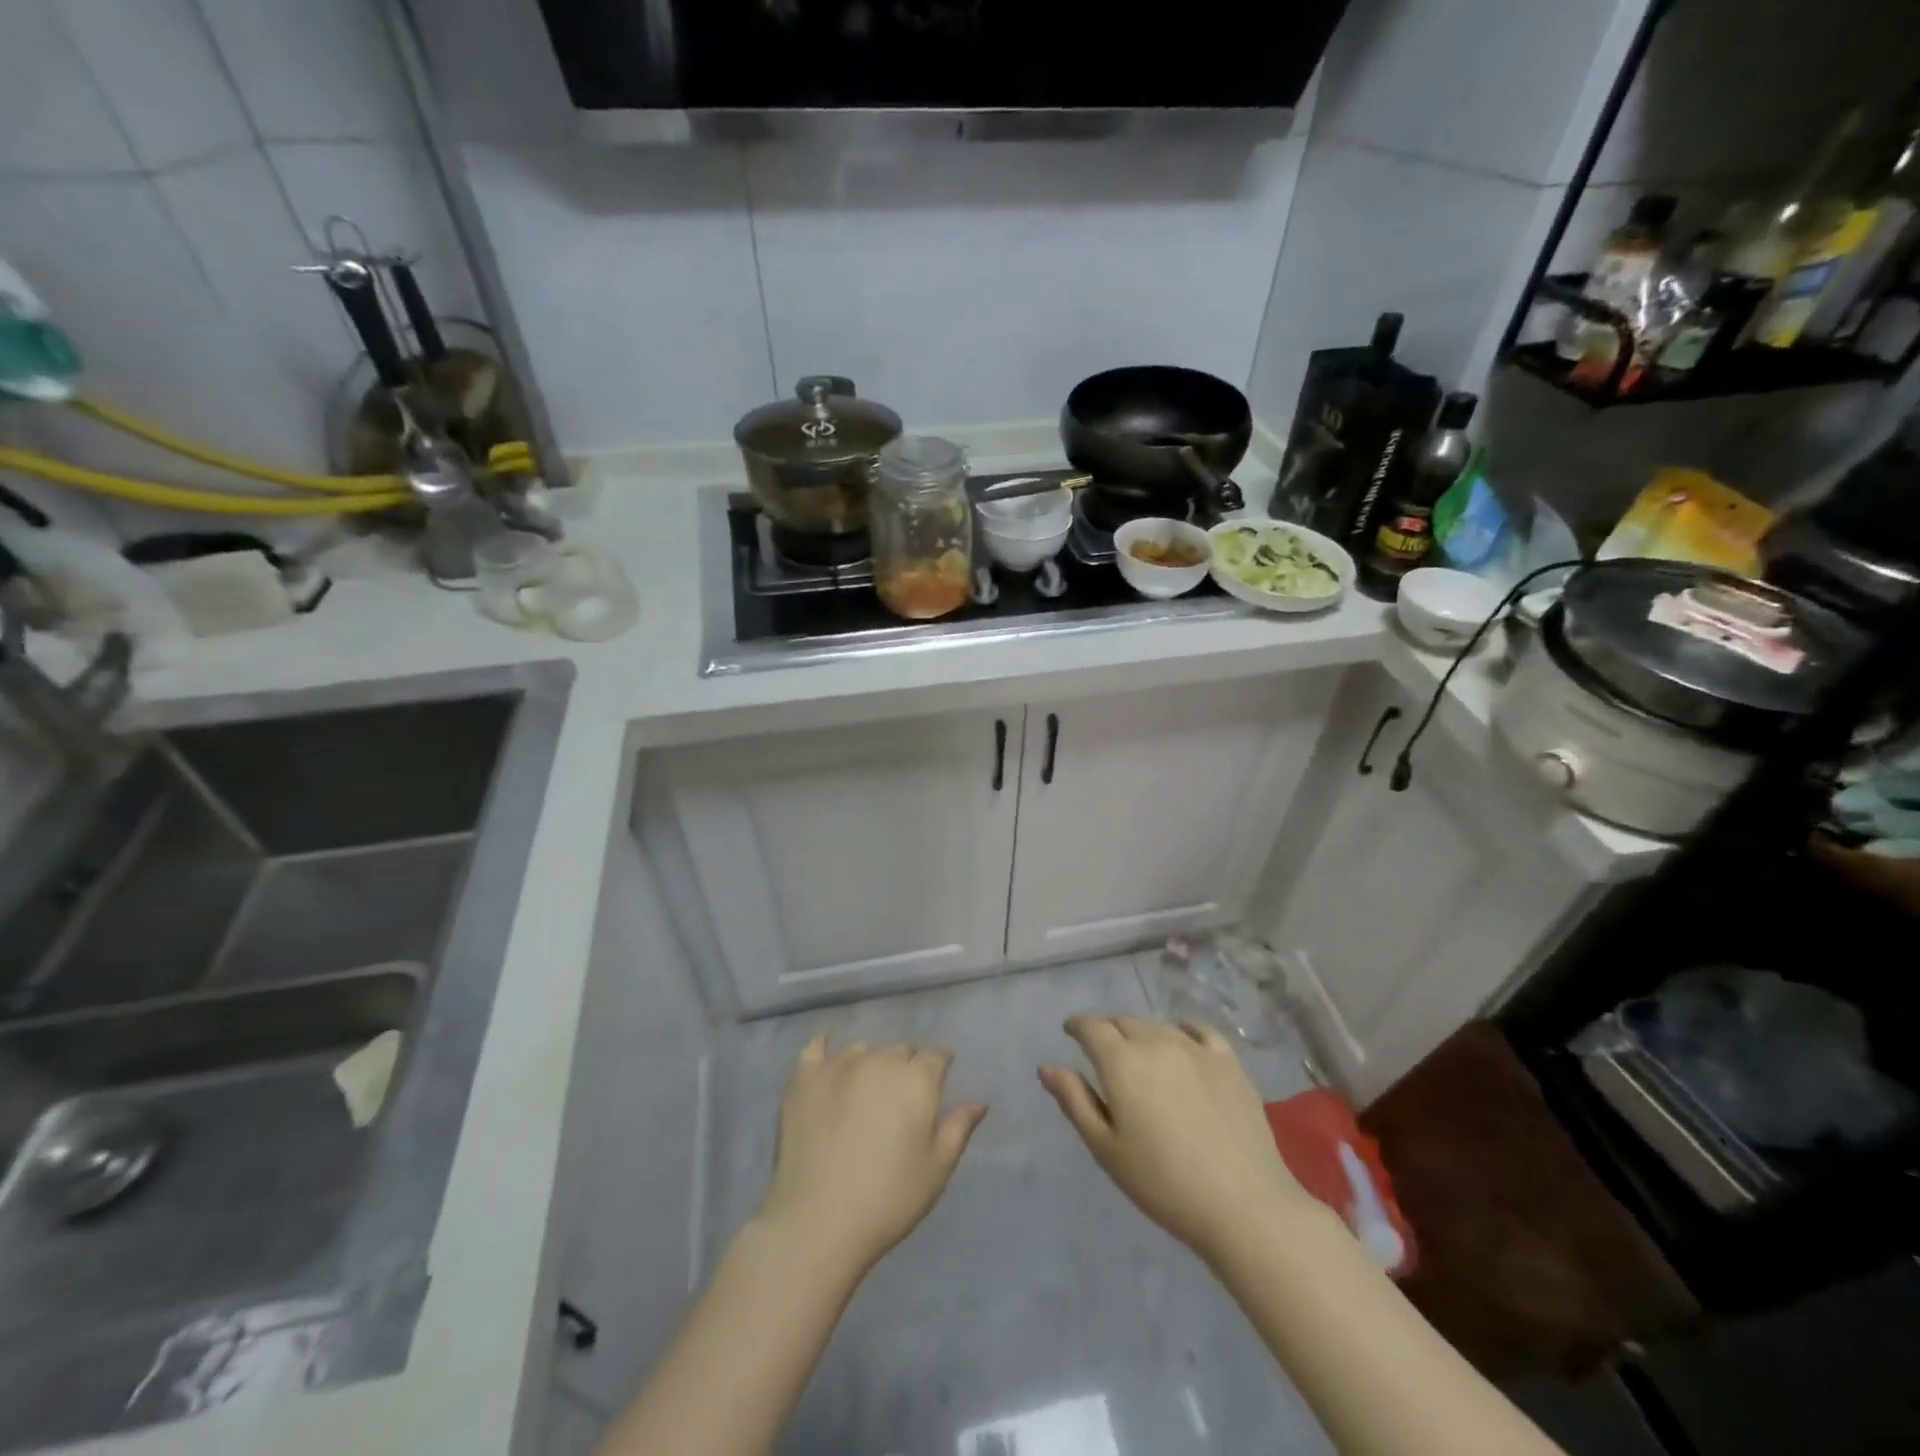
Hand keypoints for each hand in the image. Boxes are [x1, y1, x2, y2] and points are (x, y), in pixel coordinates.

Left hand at [757, 1033, 986, 1270]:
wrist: (818, 1221)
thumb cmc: (889, 1200)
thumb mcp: (937, 1169)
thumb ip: (959, 1128)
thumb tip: (980, 1101)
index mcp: (916, 1079)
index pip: (937, 1055)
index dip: (939, 1068)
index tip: (938, 1085)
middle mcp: (880, 1060)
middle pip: (900, 1049)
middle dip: (906, 1066)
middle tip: (900, 1098)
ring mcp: (839, 1065)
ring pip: (863, 1049)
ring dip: (871, 1062)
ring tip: (866, 1089)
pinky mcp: (804, 1077)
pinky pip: (816, 1045)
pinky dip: (825, 1044)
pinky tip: (827, 1048)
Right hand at [1039, 1015, 1316, 1261]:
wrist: (1244, 1206)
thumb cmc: (1164, 1184)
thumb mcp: (1106, 1149)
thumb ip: (1075, 1102)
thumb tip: (1047, 1067)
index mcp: (1121, 1061)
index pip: (1091, 1027)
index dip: (1077, 1026)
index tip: (1070, 1033)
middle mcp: (1156, 1042)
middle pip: (1124, 1022)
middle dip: (1108, 1032)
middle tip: (1105, 1056)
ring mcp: (1196, 1048)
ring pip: (1158, 1026)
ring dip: (1142, 1034)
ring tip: (1142, 1058)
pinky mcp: (1229, 1061)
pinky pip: (1198, 1030)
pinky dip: (1182, 1031)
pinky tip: (1182, 1044)